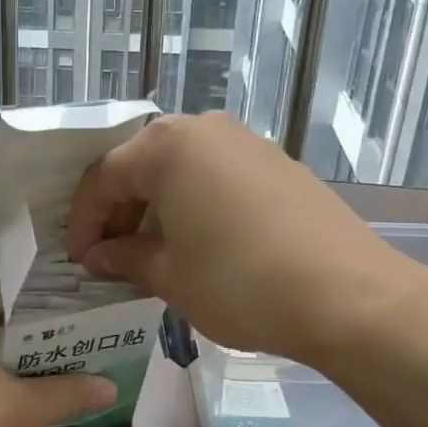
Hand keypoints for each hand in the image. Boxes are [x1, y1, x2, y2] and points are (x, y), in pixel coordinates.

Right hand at [64, 112, 427, 368]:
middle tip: (109, 255)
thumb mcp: (170, 276)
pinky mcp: (278, 163)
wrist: (350, 296)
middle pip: (141, 165)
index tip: (77, 259)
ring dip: (156, 207)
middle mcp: (204, 130)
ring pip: (180, 168)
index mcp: (166, 147)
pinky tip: (197, 242)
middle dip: (119, 211)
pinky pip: (216, 175)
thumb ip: (124, 258)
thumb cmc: (240, 283)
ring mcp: (246, 142)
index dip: (83, 221)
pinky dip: (193, 204)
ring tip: (149, 252)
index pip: (103, 178)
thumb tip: (97, 256)